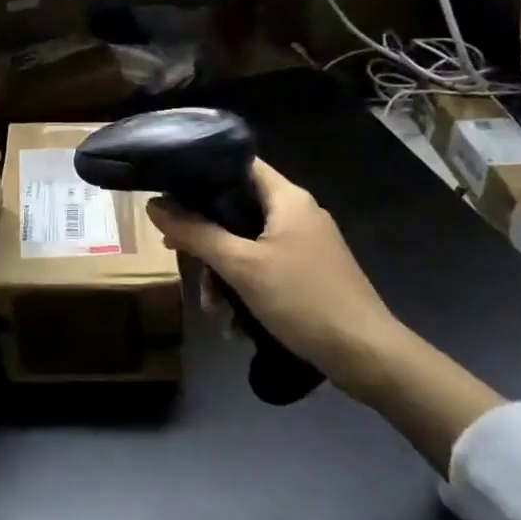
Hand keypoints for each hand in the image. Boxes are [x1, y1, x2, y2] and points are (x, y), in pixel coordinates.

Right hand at [146, 160, 418, 402]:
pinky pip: (264, 270)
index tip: (170, 191)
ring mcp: (305, 246)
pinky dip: (245, 291)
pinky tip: (235, 324)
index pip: (239, 164)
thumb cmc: (303, 298)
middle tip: (175, 253)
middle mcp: (297, 214)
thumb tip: (154, 206)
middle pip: (236, 210)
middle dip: (205, 238)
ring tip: (213, 310)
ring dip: (222, 275)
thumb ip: (196, 233)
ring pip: (247, 246)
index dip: (203, 172)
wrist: (366, 355)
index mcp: (287, 198)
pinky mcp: (308, 275)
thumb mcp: (241, 265)